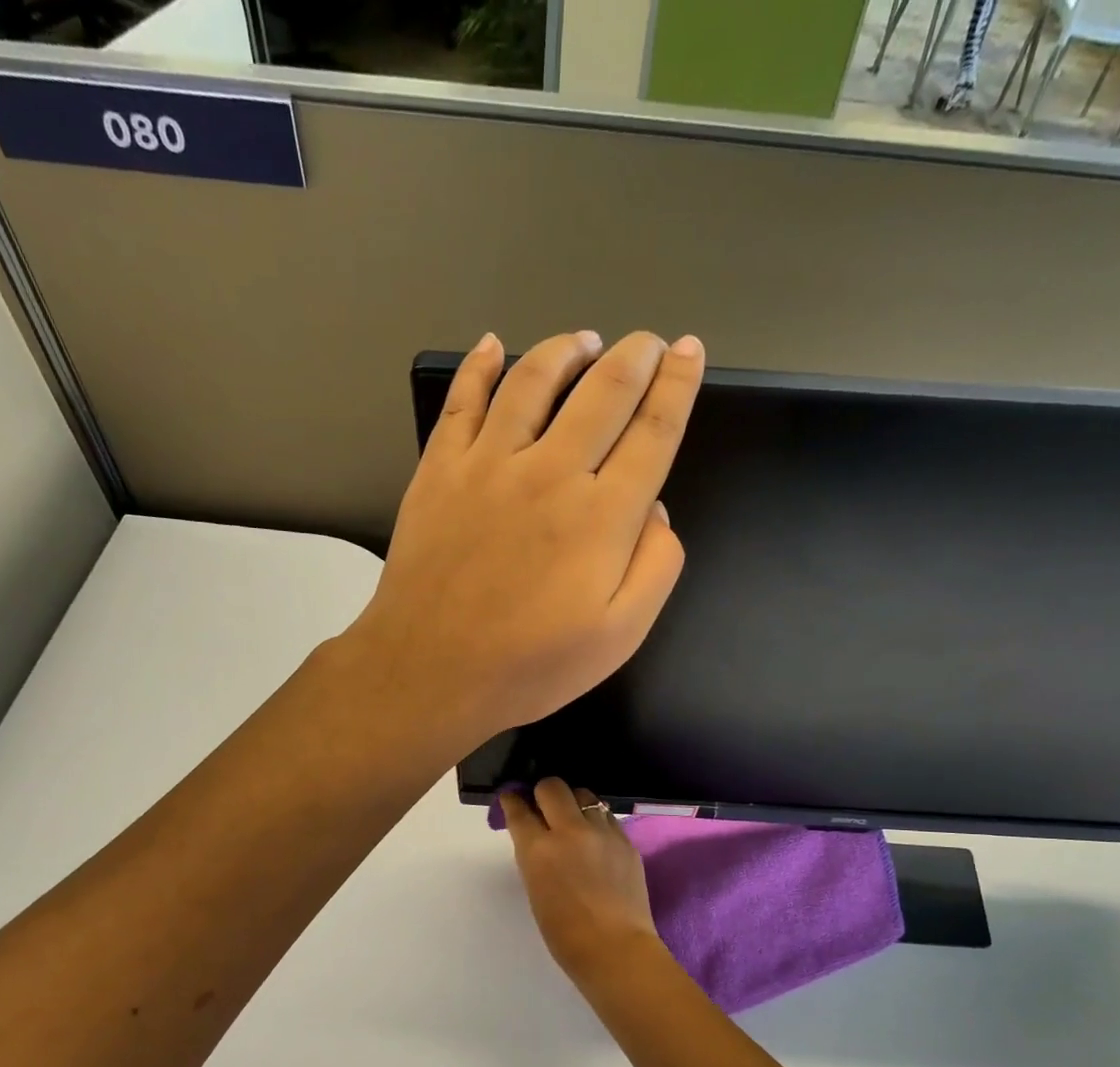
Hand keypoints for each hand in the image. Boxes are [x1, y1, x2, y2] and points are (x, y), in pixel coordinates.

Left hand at [347, 330, 703, 754]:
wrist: (429, 672)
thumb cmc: (531, 666)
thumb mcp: (620, 636)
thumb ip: (656, 567)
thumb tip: (654, 509)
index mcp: (602, 516)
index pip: (652, 432)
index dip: (678, 387)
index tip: (690, 353)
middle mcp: (551, 472)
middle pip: (603, 392)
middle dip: (636, 357)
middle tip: (650, 343)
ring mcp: (489, 464)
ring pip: (534, 380)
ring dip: (567, 350)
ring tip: (587, 341)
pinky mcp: (440, 470)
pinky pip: (462, 401)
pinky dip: (479, 366)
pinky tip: (492, 346)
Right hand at [502, 778, 662, 979]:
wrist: (615, 949)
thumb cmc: (564, 933)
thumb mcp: (536, 890)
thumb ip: (534, 856)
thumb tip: (537, 836)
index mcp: (539, 849)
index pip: (519, 809)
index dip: (512, 802)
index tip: (512, 800)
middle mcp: (570, 831)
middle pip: (552, 787)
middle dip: (543, 792)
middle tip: (543, 807)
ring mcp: (602, 832)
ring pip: (584, 794)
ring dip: (573, 803)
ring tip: (573, 820)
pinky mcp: (626, 840)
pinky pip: (606, 817)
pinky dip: (596, 822)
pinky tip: (596, 840)